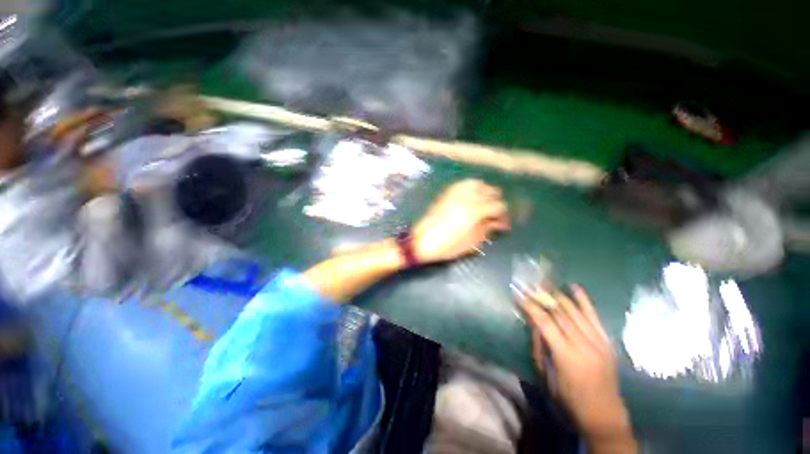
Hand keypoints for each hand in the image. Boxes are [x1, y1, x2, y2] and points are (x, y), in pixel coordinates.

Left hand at [413, 179, 509, 263]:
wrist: (423, 241)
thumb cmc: (448, 246)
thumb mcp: (472, 242)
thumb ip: (487, 229)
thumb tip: (496, 223)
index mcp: (475, 211)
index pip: (499, 206)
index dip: (504, 216)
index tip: (502, 226)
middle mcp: (467, 197)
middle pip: (491, 191)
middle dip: (496, 203)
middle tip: (494, 215)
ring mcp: (456, 193)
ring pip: (478, 183)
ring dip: (484, 192)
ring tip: (483, 204)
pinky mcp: (447, 193)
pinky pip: (463, 184)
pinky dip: (471, 188)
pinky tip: (471, 197)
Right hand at [522, 286, 636, 452]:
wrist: (605, 415)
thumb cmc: (569, 399)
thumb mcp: (547, 376)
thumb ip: (539, 347)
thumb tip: (533, 323)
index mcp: (566, 356)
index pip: (545, 323)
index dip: (531, 306)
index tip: (519, 294)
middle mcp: (584, 345)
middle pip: (561, 313)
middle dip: (543, 296)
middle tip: (531, 284)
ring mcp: (599, 342)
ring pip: (576, 311)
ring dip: (559, 295)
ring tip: (546, 283)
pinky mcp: (607, 342)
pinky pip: (595, 317)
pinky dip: (584, 301)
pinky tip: (575, 288)